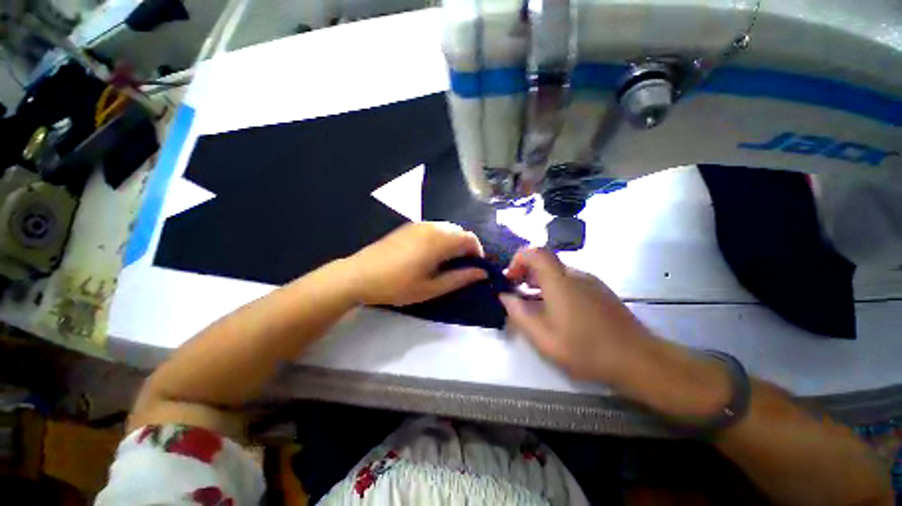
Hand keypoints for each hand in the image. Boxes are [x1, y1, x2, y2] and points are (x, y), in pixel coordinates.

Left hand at [347, 222, 487, 305]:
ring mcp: (418, 224)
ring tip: (446, 262)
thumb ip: (459, 278)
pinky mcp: (409, 226)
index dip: (478, 252)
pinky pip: (434, 228)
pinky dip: (441, 238)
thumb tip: (482, 273)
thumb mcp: (431, 288)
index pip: (470, 239)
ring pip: (447, 228)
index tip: (475, 268)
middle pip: (459, 231)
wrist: (359, 275)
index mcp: (439, 241)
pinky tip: (431, 254)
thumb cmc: (397, 285)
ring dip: (454, 242)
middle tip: (461, 267)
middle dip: (466, 247)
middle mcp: (431, 227)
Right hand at [500, 248, 655, 381]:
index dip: (518, 259)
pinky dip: (554, 286)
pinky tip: (556, 310)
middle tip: (516, 292)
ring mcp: (590, 281)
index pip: (535, 251)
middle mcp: (575, 274)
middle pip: (544, 260)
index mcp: (560, 281)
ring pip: (556, 271)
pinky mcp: (599, 290)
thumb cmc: (586, 349)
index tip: (511, 279)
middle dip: (525, 272)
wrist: (638, 359)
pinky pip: (569, 279)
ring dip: (539, 281)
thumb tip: (504, 296)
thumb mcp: (543, 337)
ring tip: (532, 303)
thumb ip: (519, 313)